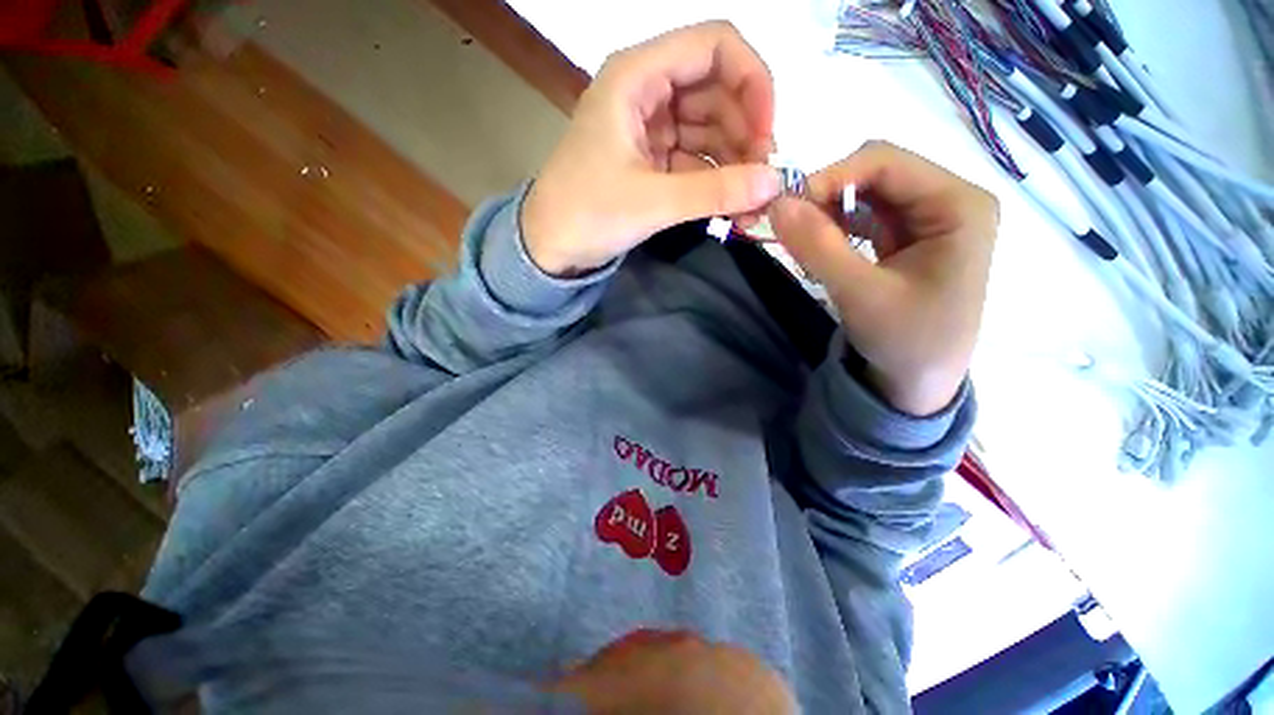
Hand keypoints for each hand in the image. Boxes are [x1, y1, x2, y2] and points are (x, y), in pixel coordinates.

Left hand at [521, 21, 781, 276]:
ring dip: (734, 162)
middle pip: (718, 90)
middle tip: (762, 182)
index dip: (752, 82)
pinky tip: (730, 204)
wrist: (551, 247)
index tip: (767, 135)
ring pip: (710, 127)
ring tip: (750, 203)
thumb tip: (774, 182)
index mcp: (637, 75)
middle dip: (745, 133)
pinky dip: (715, 178)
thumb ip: (715, 191)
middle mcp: (646, 90)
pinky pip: (696, 156)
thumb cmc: (588, 215)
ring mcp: (650, 125)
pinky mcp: (652, 157)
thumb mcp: (653, 202)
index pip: (715, 46)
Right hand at [768, 141, 998, 415]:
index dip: (831, 177)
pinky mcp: (908, 239)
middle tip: (789, 225)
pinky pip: (865, 217)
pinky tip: (818, 247)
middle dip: (828, 194)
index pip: (886, 162)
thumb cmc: (906, 343)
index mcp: (958, 205)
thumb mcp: (860, 294)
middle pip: (876, 173)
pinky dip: (835, 227)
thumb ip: (818, 247)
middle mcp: (948, 201)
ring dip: (828, 212)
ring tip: (800, 240)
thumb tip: (776, 205)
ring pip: (866, 194)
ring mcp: (928, 219)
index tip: (786, 208)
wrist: (919, 384)